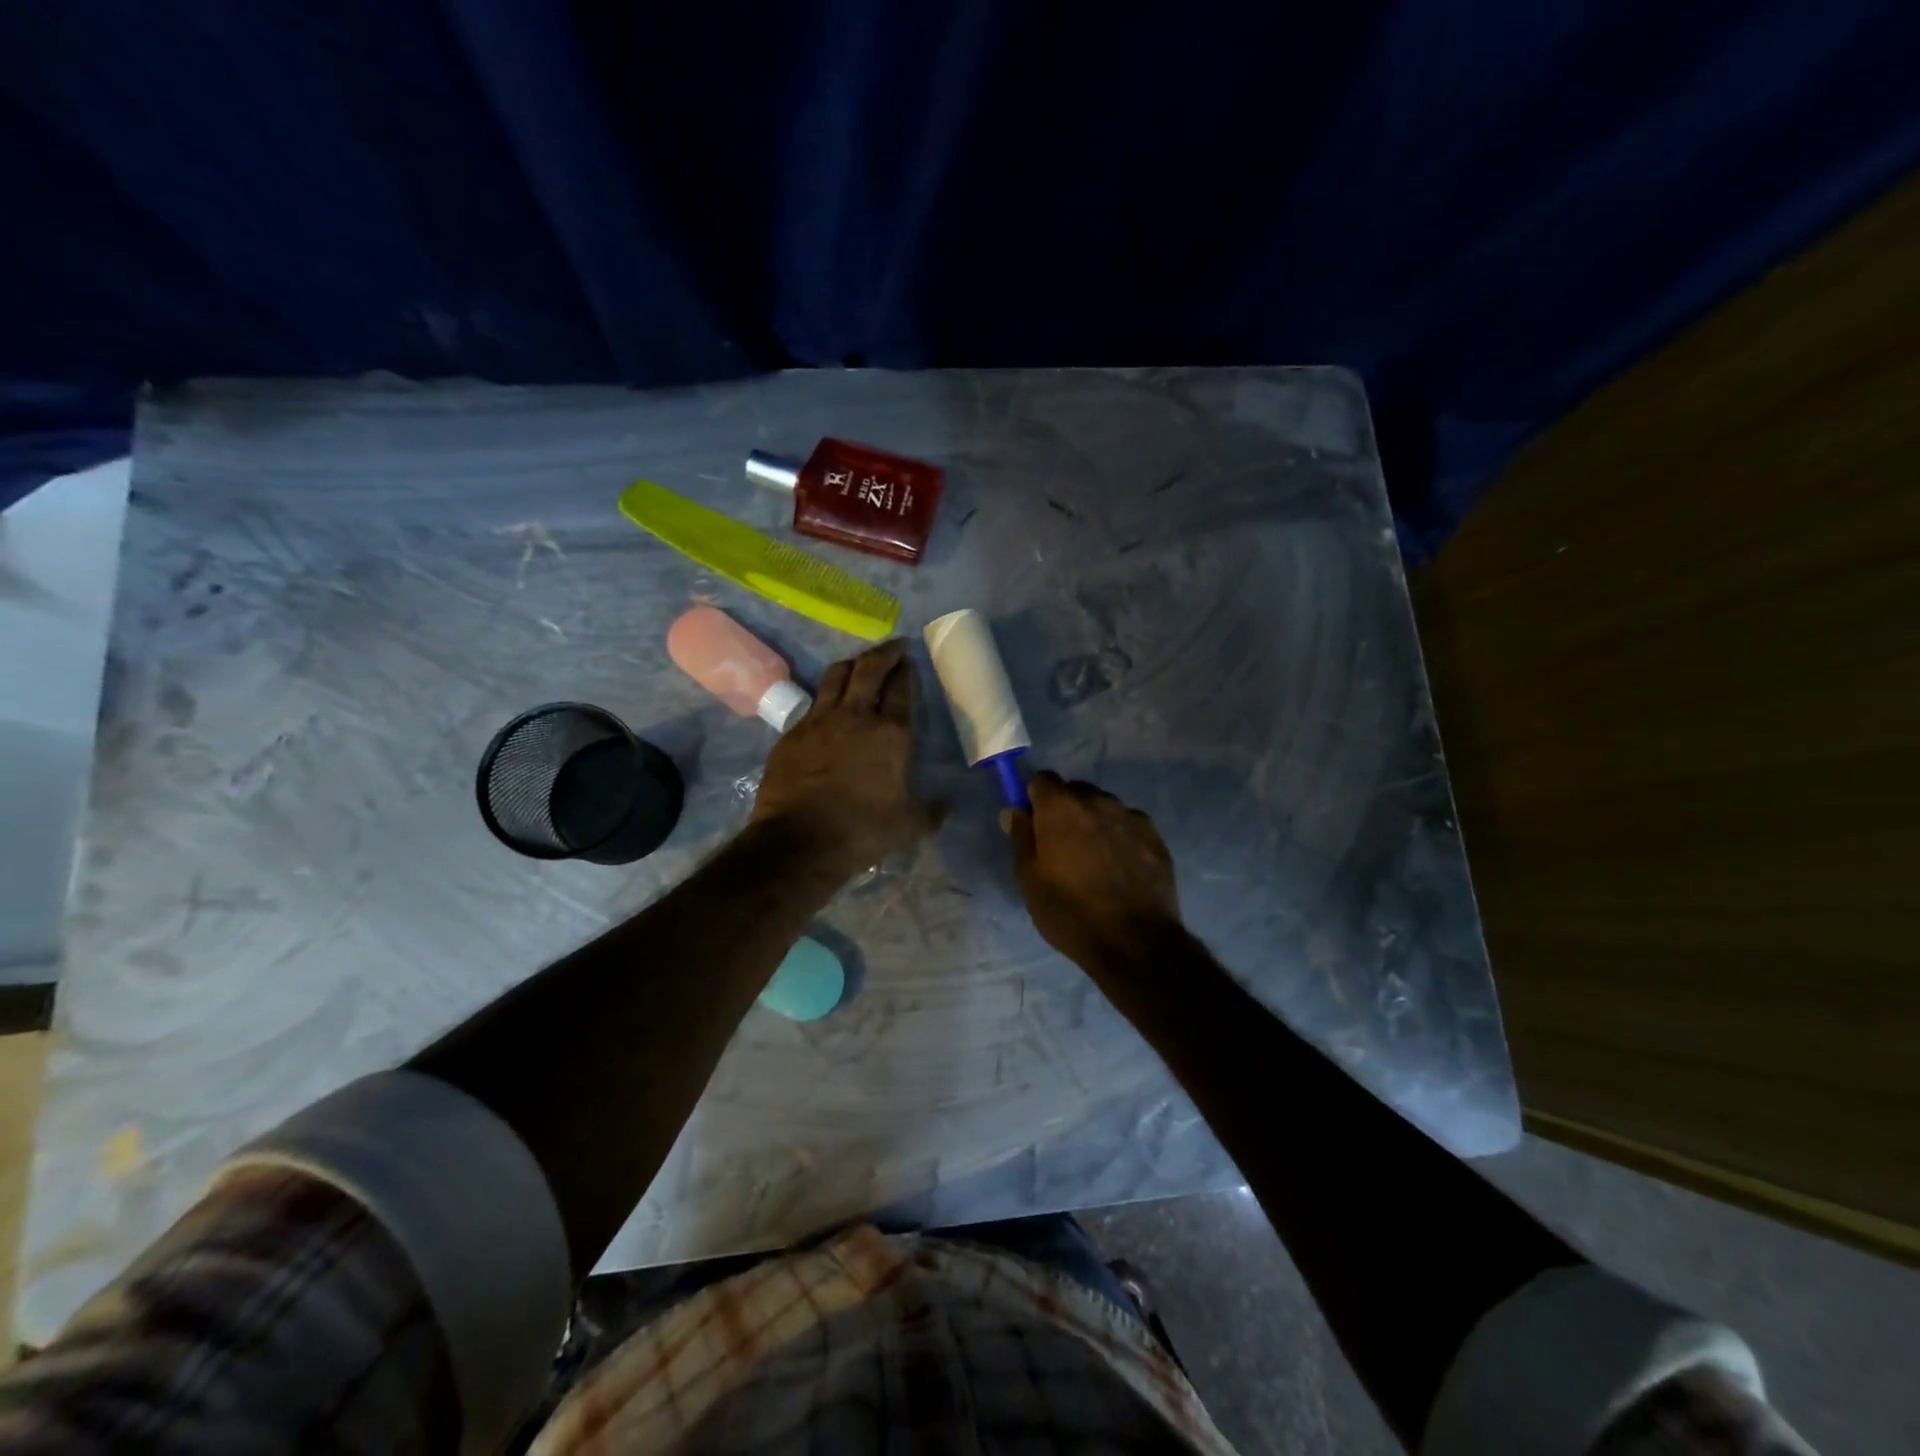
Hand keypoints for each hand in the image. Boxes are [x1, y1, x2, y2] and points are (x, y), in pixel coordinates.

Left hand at [751, 639, 942, 874]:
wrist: (800, 841)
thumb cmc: (862, 831)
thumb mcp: (909, 827)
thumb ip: (931, 812)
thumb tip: (947, 806)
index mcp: (891, 733)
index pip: (901, 688)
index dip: (906, 670)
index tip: (909, 660)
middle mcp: (856, 716)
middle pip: (869, 668)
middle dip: (884, 652)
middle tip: (893, 648)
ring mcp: (819, 721)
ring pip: (835, 675)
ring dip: (851, 665)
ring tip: (859, 665)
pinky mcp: (792, 733)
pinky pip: (812, 704)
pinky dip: (825, 698)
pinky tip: (828, 709)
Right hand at [1003, 771, 1181, 974]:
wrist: (1135, 942)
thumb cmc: (1070, 912)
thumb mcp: (1029, 880)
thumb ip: (1021, 837)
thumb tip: (1014, 810)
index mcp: (1061, 808)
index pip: (1042, 779)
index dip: (1034, 797)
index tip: (1032, 822)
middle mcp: (1097, 801)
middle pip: (1075, 791)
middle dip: (1065, 810)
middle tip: (1061, 846)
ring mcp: (1131, 817)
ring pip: (1104, 807)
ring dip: (1094, 822)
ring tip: (1093, 859)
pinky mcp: (1156, 837)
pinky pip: (1129, 825)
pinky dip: (1120, 836)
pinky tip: (1120, 867)